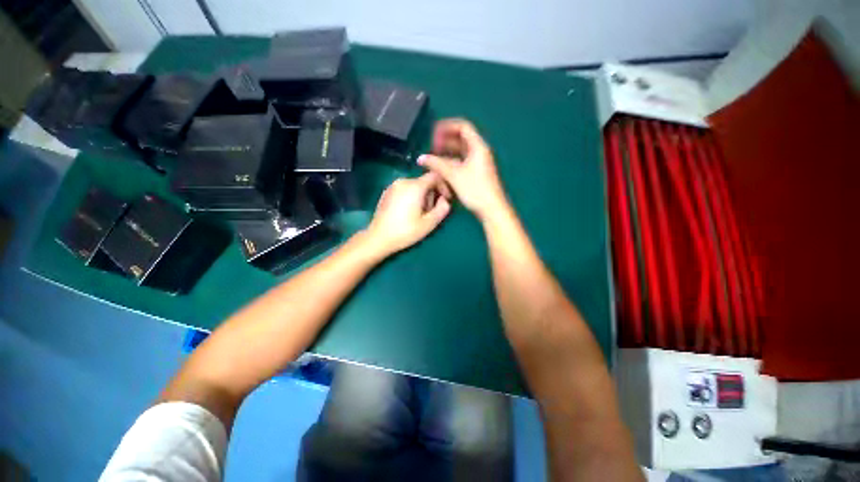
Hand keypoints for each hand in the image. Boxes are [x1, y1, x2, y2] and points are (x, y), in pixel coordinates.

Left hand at [364, 172, 451, 256]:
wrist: (378, 238)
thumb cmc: (405, 231)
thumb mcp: (429, 223)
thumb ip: (442, 209)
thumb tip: (445, 200)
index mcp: (415, 186)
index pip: (435, 176)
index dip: (444, 185)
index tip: (446, 199)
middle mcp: (403, 181)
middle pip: (424, 181)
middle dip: (432, 194)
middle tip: (431, 211)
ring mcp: (393, 186)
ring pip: (415, 186)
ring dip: (422, 196)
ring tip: (420, 214)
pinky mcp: (387, 192)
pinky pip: (405, 189)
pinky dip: (411, 196)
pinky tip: (408, 212)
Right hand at [418, 119, 509, 221]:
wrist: (491, 208)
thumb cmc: (475, 190)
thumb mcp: (454, 175)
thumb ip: (437, 164)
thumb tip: (421, 158)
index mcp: (478, 146)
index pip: (462, 126)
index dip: (446, 127)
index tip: (433, 134)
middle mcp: (479, 151)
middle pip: (461, 139)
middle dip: (445, 140)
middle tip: (432, 147)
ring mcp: (479, 162)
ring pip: (461, 151)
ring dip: (447, 153)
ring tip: (434, 158)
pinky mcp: (476, 172)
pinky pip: (462, 161)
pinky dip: (452, 162)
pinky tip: (442, 169)